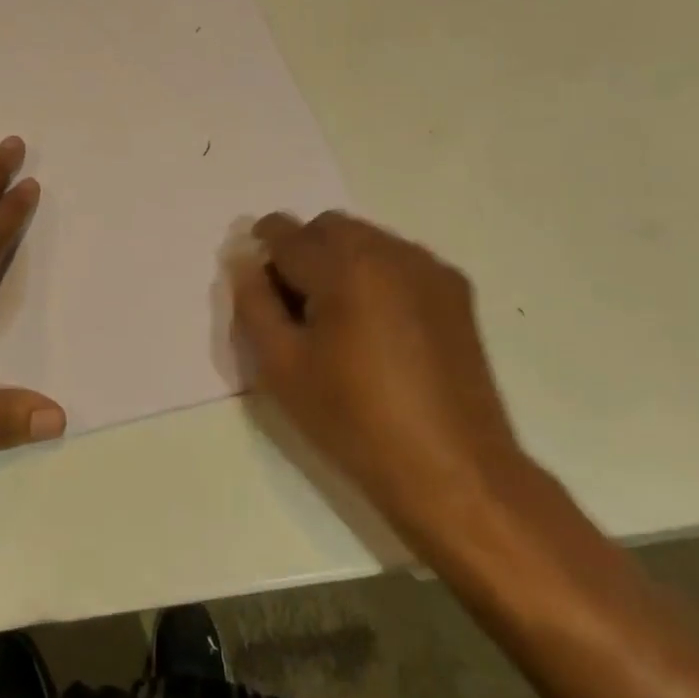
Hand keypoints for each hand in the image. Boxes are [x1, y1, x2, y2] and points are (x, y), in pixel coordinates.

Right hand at [229, 210, 530, 550]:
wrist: (453, 470)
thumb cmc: (354, 419)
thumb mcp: (281, 366)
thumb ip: (253, 303)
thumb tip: (243, 260)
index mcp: (344, 265)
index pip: (285, 232)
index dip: (261, 247)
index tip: (257, 280)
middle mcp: (389, 251)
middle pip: (327, 227)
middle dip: (302, 250)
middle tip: (293, 305)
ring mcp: (428, 268)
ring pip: (365, 239)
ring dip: (339, 259)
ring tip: (336, 317)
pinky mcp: (455, 290)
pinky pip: (398, 259)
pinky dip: (374, 273)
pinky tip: (375, 324)